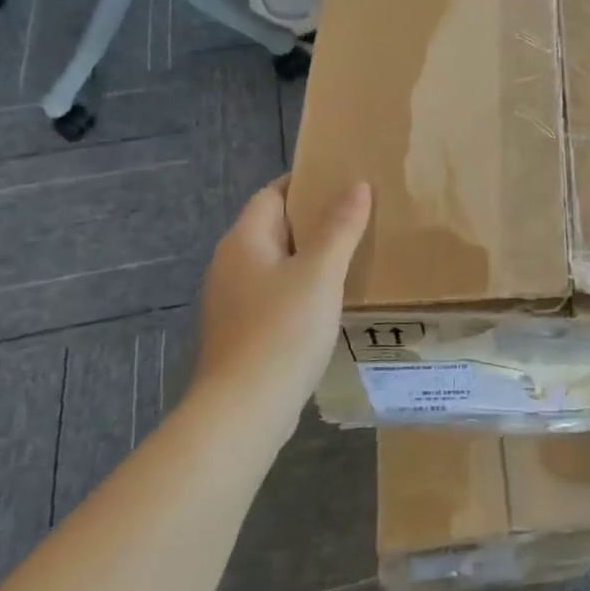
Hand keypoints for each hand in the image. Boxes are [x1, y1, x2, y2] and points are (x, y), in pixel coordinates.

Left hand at [196, 177, 370, 409]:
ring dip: (310, 256)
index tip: (343, 180)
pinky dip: (302, 288)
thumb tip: (357, 185)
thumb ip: (340, 227)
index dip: (305, 183)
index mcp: (244, 241)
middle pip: (274, 228)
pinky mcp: (242, 332)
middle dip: (313, 220)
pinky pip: (275, 294)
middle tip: (358, 216)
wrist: (244, 410)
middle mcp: (231, 265)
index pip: (272, 194)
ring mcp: (233, 301)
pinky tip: (331, 300)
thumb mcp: (320, 272)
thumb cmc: (282, 330)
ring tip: (353, 254)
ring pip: (276, 264)